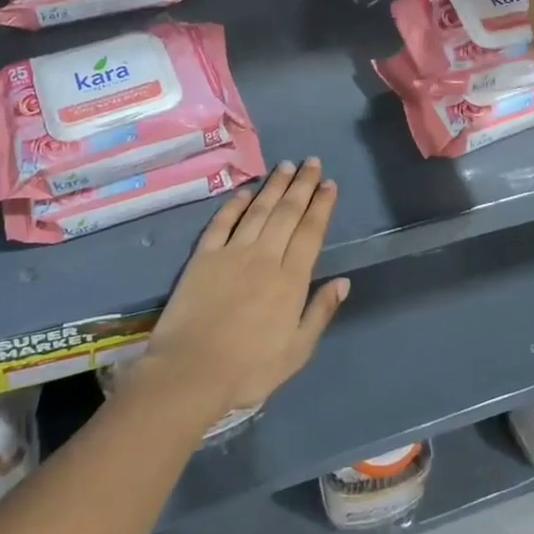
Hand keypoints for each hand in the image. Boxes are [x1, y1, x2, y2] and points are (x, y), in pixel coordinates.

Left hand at [135, 158, 348, 416]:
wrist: (191, 372)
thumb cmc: (249, 368)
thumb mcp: (297, 350)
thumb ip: (320, 312)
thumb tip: (343, 281)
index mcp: (291, 279)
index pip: (311, 232)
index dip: (321, 205)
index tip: (329, 184)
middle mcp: (265, 257)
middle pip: (286, 213)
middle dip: (301, 185)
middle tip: (311, 161)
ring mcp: (232, 253)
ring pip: (257, 210)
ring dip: (273, 186)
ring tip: (285, 166)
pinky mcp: (203, 257)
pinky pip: (221, 223)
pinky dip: (234, 205)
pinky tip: (244, 191)